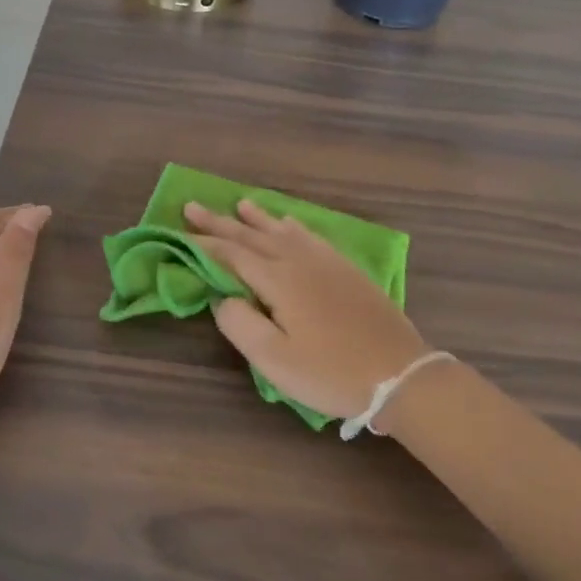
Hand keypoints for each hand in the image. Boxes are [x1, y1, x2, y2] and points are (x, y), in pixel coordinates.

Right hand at [185, 198, 428, 420]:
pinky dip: (293, 226)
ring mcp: (326, 263)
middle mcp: (299, 261)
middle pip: (252, 235)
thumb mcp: (274, 360)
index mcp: (278, 280)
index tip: (179, 231)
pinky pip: (311, 236)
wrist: (401, 375)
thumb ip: (240, 324)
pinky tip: (290, 224)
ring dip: (257, 218)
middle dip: (221, 222)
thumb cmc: (331, 372)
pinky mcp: (347, 271)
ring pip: (283, 230)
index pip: (231, 254)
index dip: (203, 243)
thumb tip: (224, 298)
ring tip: (240, 204)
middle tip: (193, 206)